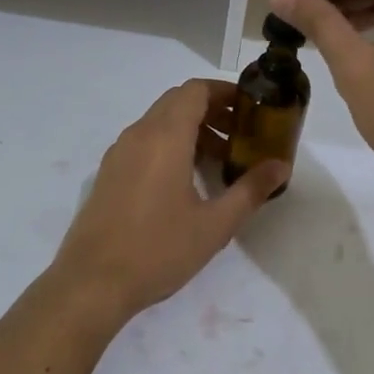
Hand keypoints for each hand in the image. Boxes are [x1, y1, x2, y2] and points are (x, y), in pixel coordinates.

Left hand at [46, 79, 287, 325]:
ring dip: (190, 130)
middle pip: (177, 102)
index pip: (195, 91)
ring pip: (159, 122)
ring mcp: (118, 153)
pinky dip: (169, 145)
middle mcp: (138, 134)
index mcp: (165, 136)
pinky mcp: (108, 173)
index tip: (250, 109)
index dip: (224, 92)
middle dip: (211, 111)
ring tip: (218, 162)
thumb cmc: (158, 249)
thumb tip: (281, 166)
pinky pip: (143, 142)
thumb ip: (250, 190)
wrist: (92, 282)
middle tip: (241, 135)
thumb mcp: (215, 224)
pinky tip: (185, 182)